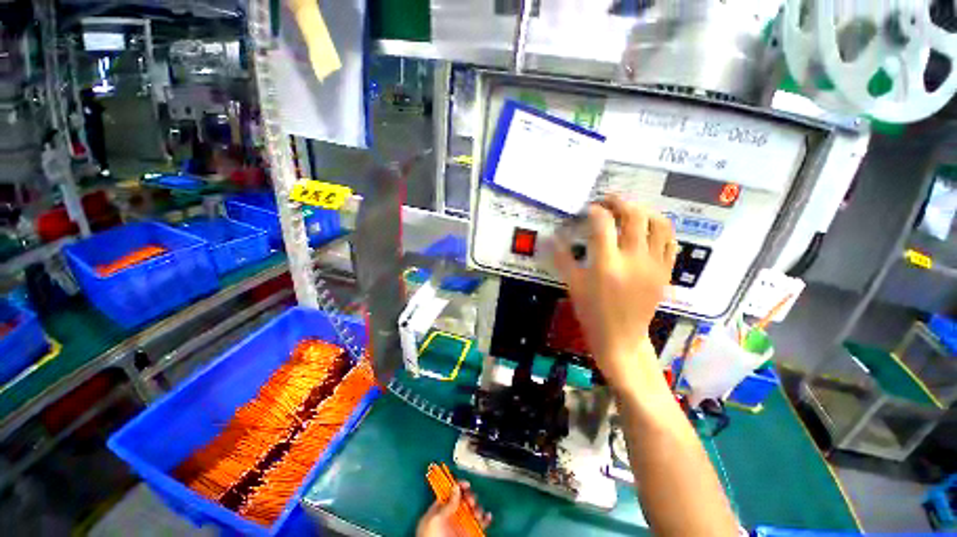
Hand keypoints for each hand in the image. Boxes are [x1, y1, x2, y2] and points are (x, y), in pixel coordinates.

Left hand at [417, 481, 491, 536]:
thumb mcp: (436, 519)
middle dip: (470, 497)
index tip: (466, 484)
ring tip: (477, 513)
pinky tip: (487, 517)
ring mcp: (461, 525)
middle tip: (470, 501)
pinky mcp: (469, 534)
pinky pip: (480, 524)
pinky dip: (486, 519)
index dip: (458, 486)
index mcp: (441, 510)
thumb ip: (446, 504)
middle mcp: (452, 516)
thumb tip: (455, 487)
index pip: (451, 492)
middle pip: (464, 500)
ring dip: (478, 508)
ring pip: (473, 510)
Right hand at [552, 196, 676, 394]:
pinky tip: (647, 227)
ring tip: (630, 210)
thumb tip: (551, 236)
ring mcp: (654, 265)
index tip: (588, 210)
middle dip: (619, 202)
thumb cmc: (592, 312)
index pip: (602, 224)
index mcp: (606, 265)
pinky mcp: (665, 272)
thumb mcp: (573, 285)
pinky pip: (670, 241)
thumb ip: (562, 258)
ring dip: (644, 210)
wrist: (621, 337)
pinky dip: (659, 227)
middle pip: (634, 216)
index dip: (594, 211)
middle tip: (608, 201)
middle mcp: (633, 260)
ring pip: (658, 224)